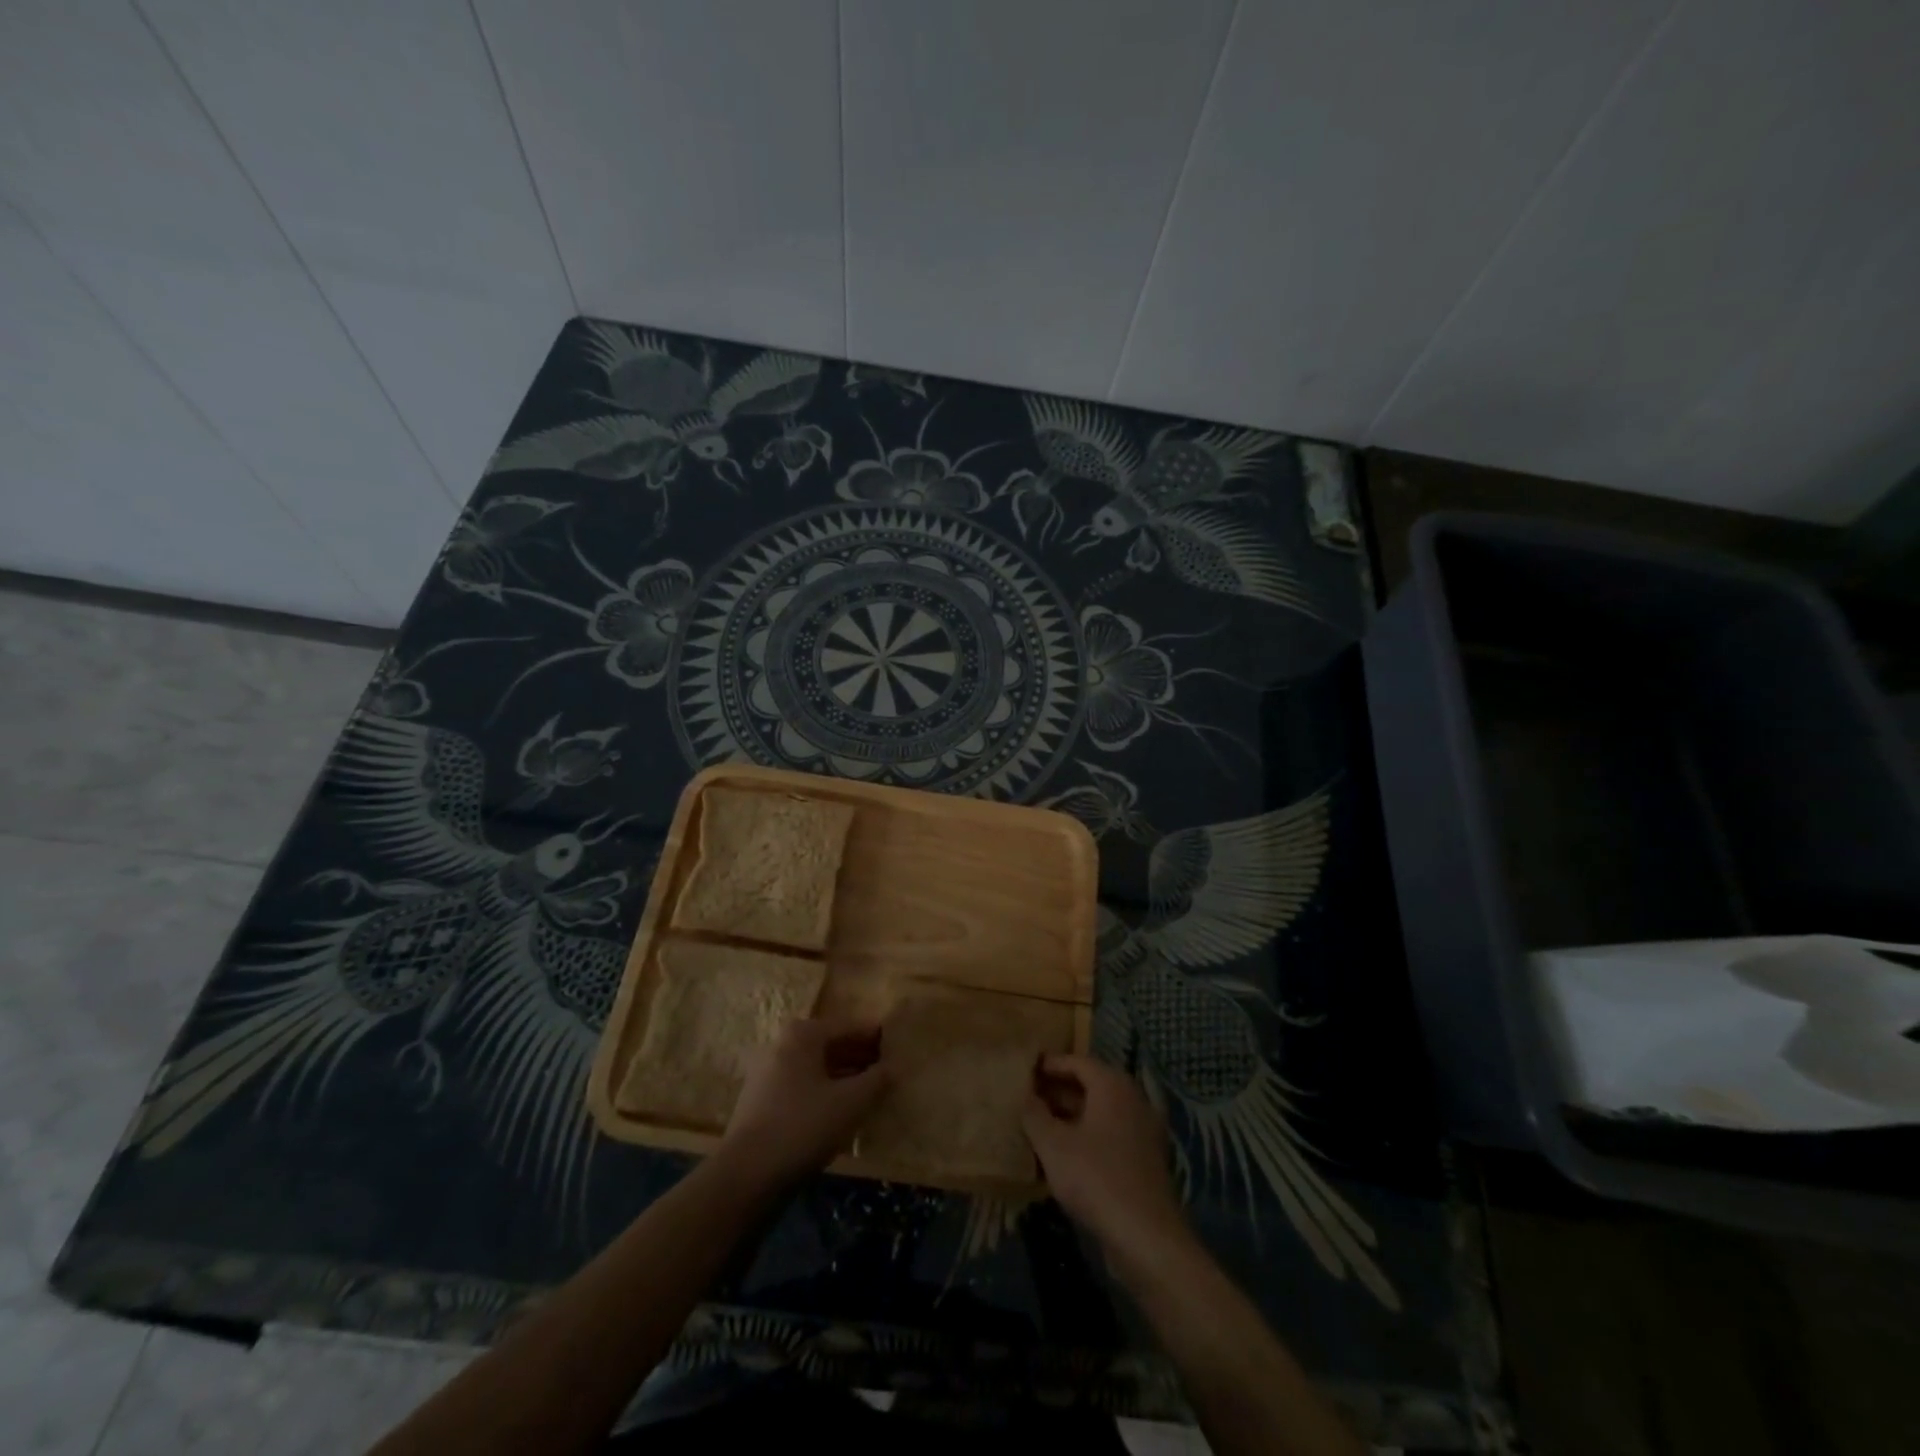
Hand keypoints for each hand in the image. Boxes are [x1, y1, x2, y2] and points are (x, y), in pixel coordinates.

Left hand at [716, 1016, 887, 1192]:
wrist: (746, 1174)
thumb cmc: (803, 1125)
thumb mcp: (851, 1102)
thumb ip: (876, 1080)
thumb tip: (893, 1067)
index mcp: (802, 1034)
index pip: (847, 1026)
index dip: (874, 1036)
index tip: (896, 1044)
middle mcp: (782, 1045)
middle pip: (830, 1045)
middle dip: (859, 1057)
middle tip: (887, 1069)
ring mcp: (768, 1074)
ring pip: (816, 1068)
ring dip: (843, 1077)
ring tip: (870, 1092)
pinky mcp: (762, 1102)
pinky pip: (802, 1087)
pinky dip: (824, 1093)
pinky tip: (841, 1112)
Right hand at [1024, 1054, 1188, 1268]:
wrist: (1146, 1237)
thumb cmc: (1095, 1178)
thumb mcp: (1053, 1145)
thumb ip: (1034, 1115)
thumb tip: (1025, 1096)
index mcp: (1113, 1086)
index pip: (1078, 1061)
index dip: (1051, 1064)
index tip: (1027, 1069)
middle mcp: (1133, 1100)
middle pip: (1091, 1085)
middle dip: (1059, 1091)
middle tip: (1029, 1097)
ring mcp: (1143, 1131)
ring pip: (1101, 1113)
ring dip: (1072, 1116)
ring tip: (1040, 1126)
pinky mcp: (1146, 1160)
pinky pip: (1111, 1135)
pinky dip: (1088, 1136)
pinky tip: (1065, 1155)